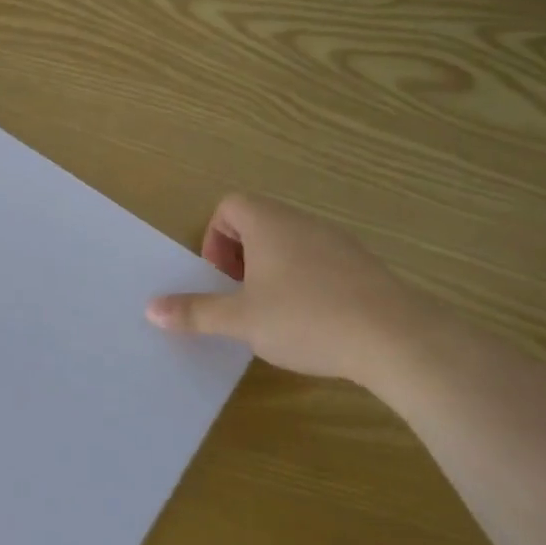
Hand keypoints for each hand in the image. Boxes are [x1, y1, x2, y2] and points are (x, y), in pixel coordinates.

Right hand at [146, 193, 434, 385]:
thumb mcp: (241, 320)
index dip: (215, 238)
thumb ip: (195, 312)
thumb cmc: (306, 318)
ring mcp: (337, 242)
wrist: (396, 338)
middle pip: (258, 222)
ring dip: (271, 270)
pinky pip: (318, 261)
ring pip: (289, 243)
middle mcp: (302, 223)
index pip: (230, 205)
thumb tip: (150, 308)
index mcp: (269, 223)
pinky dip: (303, 281)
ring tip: (273, 312)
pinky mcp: (363, 266)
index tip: (220, 278)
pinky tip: (311, 321)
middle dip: (240, 257)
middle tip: (240, 297)